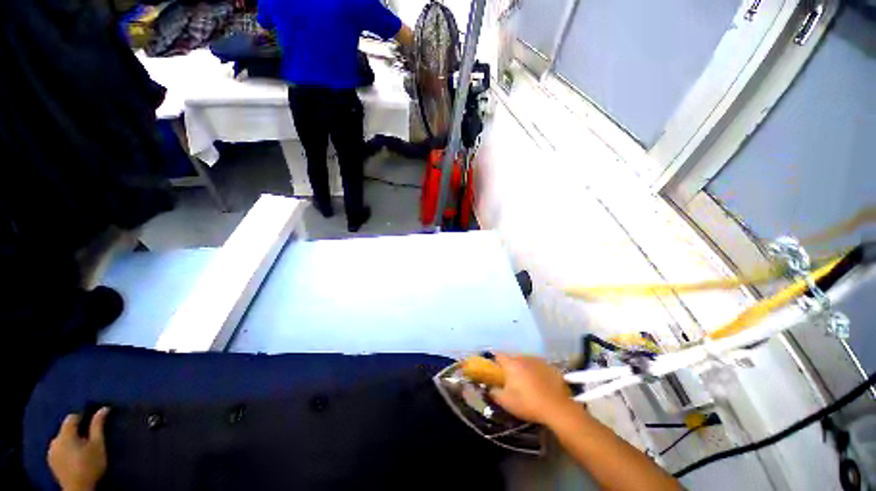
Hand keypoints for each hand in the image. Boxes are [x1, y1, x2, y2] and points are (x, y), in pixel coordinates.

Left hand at [48, 407, 109, 490]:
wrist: (79, 490)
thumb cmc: (90, 465)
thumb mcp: (98, 445)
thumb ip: (98, 426)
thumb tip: (104, 408)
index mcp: (65, 434)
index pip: (72, 417)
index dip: (83, 417)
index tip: (93, 422)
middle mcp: (54, 440)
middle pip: (66, 429)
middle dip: (77, 431)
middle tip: (90, 438)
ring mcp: (51, 452)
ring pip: (62, 440)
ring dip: (71, 440)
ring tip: (82, 448)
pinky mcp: (51, 461)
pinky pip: (58, 449)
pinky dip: (66, 449)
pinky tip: (74, 457)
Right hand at [489, 354, 573, 425]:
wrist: (557, 408)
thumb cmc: (527, 403)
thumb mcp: (506, 402)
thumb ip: (494, 392)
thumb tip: (489, 388)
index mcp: (511, 363)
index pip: (497, 355)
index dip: (494, 362)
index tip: (494, 371)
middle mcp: (523, 357)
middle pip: (512, 358)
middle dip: (510, 367)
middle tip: (510, 380)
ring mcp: (538, 360)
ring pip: (526, 361)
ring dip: (523, 368)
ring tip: (526, 383)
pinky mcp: (550, 366)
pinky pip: (538, 366)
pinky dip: (536, 372)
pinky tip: (539, 384)